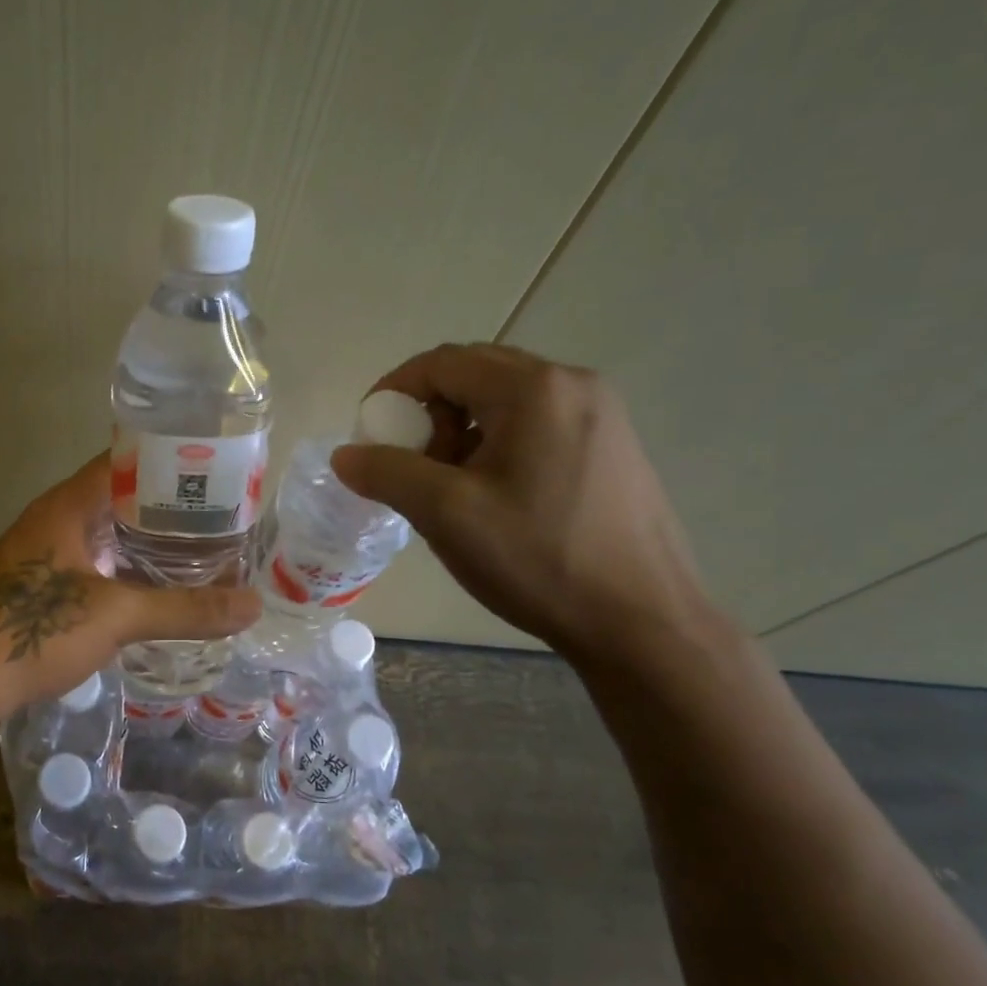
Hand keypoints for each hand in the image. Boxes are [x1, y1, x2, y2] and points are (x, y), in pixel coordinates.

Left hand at [0, 453, 260, 727]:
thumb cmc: (37, 632)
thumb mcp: (118, 616)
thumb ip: (186, 609)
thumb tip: (253, 605)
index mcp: (66, 505)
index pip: (124, 459)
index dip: (168, 460)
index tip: (214, 470)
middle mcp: (52, 519)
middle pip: (118, 496)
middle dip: (166, 504)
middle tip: (219, 514)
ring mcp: (42, 552)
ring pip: (105, 531)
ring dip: (145, 538)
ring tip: (198, 547)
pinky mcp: (39, 584)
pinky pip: (92, 560)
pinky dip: (125, 565)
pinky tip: (155, 585)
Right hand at [330, 343, 716, 664]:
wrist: (642, 622)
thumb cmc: (539, 559)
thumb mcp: (446, 514)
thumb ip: (387, 473)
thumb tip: (344, 454)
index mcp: (535, 389)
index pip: (443, 362)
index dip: (394, 390)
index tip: (369, 433)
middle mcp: (574, 385)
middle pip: (476, 375)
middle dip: (429, 413)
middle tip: (409, 464)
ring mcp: (601, 415)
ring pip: (506, 402)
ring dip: (462, 431)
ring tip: (449, 487)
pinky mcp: (612, 448)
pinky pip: (537, 425)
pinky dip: (497, 445)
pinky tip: (493, 496)